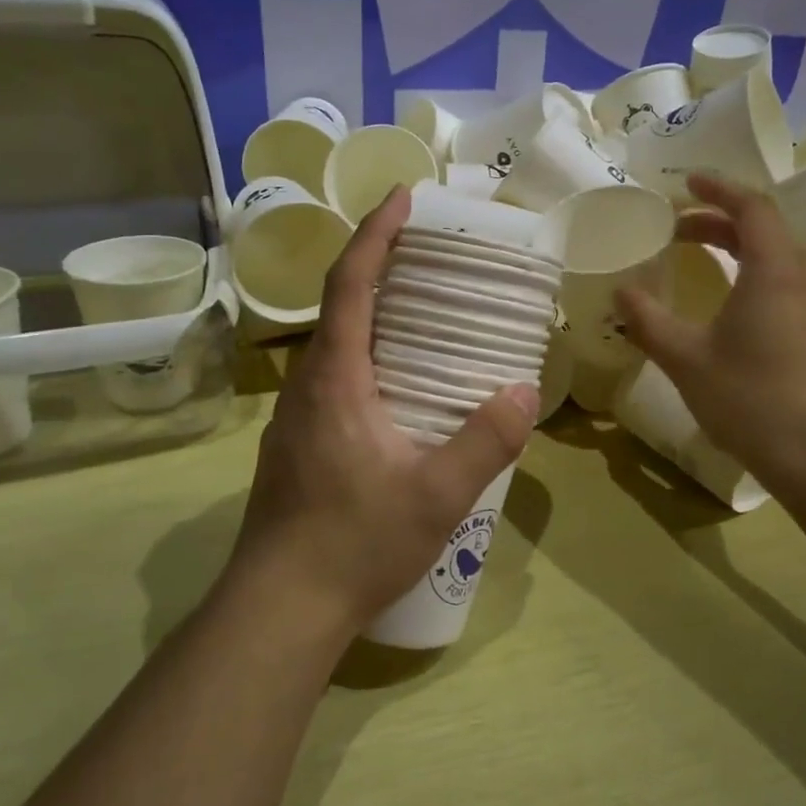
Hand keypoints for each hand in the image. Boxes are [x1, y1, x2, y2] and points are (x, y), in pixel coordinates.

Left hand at [224, 186, 539, 641]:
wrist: (280, 608)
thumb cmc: (354, 544)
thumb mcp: (435, 496)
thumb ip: (484, 442)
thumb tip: (526, 393)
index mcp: (336, 379)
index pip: (351, 285)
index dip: (375, 235)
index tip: (402, 197)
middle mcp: (308, 386)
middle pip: (340, 306)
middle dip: (380, 267)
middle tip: (432, 256)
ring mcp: (296, 417)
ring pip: (336, 346)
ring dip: (372, 315)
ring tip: (426, 316)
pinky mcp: (298, 445)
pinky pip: (335, 379)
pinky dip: (368, 357)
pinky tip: (401, 389)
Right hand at [618, 174, 805, 479]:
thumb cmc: (746, 396)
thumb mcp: (684, 357)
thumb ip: (648, 320)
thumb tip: (621, 292)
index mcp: (773, 271)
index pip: (751, 208)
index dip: (718, 189)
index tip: (687, 183)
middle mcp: (804, 279)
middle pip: (767, 230)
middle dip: (722, 222)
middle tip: (680, 230)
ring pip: (784, 257)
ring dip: (745, 247)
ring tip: (709, 258)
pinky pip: (792, 284)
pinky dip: (761, 275)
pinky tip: (739, 304)